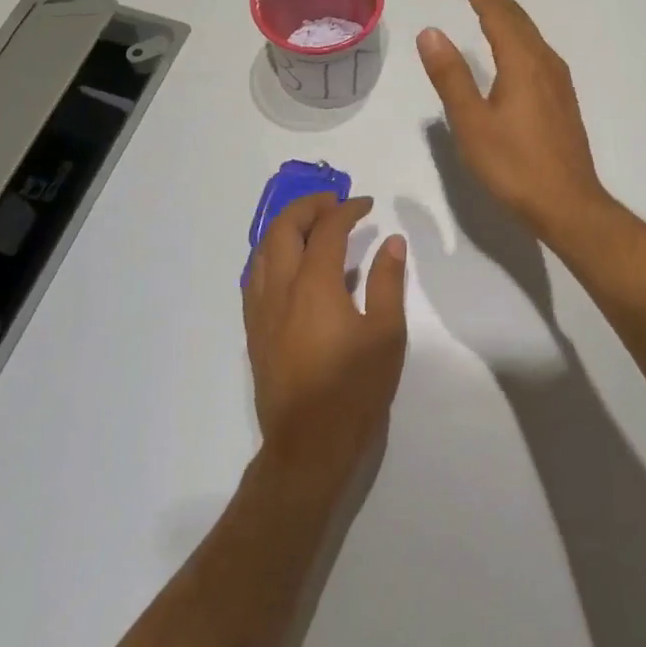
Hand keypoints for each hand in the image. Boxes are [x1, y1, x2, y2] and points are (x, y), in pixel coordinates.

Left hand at [243, 195, 407, 476]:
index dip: (347, 210)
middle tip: (335, 202)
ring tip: (312, 223)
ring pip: (263, 250)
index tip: (367, 204)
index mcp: (314, 285)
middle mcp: (280, 289)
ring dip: (286, 226)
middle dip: (308, 206)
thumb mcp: (386, 333)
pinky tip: (288, 262)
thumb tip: (391, 242)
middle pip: (284, 229)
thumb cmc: (355, 388)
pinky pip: (255, 275)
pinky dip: (272, 253)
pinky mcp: (254, 330)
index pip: (328, 230)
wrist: (309, 444)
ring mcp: (261, 310)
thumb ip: (388, 282)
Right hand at [417, 0, 615, 247]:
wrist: (568, 204)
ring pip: (531, 36)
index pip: (497, 14)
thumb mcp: (472, 123)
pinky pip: (538, 53)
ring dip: (509, 15)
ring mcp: (559, 83)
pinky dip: (520, 37)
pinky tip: (516, 50)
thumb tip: (431, 32)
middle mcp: (545, 64)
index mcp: (522, 63)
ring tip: (490, 4)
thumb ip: (451, 76)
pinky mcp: (563, 101)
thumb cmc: (514, 166)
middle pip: (518, 19)